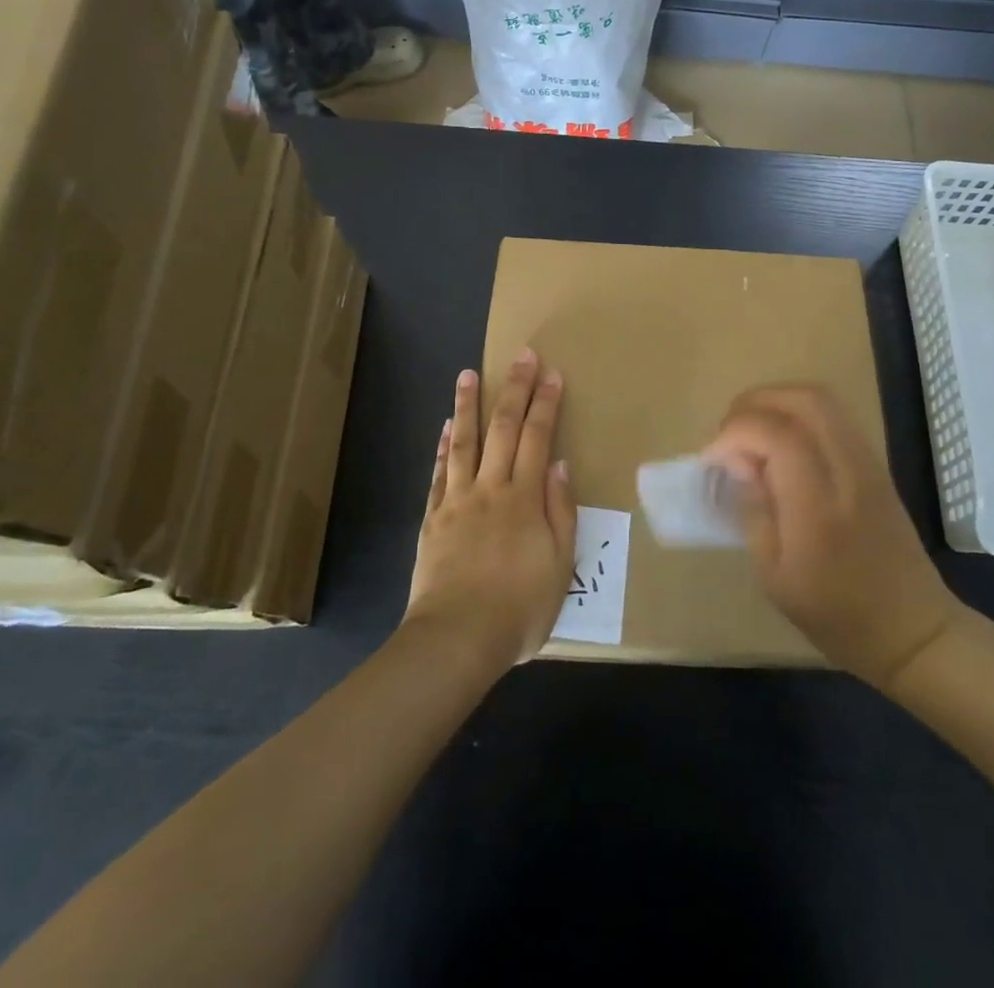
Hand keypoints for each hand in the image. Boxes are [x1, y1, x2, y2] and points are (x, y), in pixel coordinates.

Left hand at [405, 350, 577, 672]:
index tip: (552, 374)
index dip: (546, 404)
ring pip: (463, 442)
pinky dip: (442, 446)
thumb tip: (560, 465)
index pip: (538, 438)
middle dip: (514, 389)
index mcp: (524, 499)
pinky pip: (438, 472)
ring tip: (468, 374)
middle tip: (522, 356)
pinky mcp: (432, 518)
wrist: (456, 638)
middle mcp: (490, 489)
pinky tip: (444, 427)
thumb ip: (560, 512)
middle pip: (503, 429)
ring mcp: (456, 501)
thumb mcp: (560, 566)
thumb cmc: (518, 608)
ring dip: (467, 405)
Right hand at [704, 386, 958, 687]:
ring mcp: (868, 462)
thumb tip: (738, 462)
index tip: (711, 459)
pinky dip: (798, 414)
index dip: (734, 433)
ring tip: (750, 434)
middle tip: (729, 434)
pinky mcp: (876, 464)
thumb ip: (753, 510)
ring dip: (777, 403)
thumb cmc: (836, 615)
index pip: (776, 434)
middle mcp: (848, 471)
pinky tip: (780, 445)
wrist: (913, 630)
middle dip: (754, 403)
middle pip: (803, 399)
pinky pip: (834, 416)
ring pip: (822, 399)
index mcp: (819, 505)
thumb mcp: (774, 576)